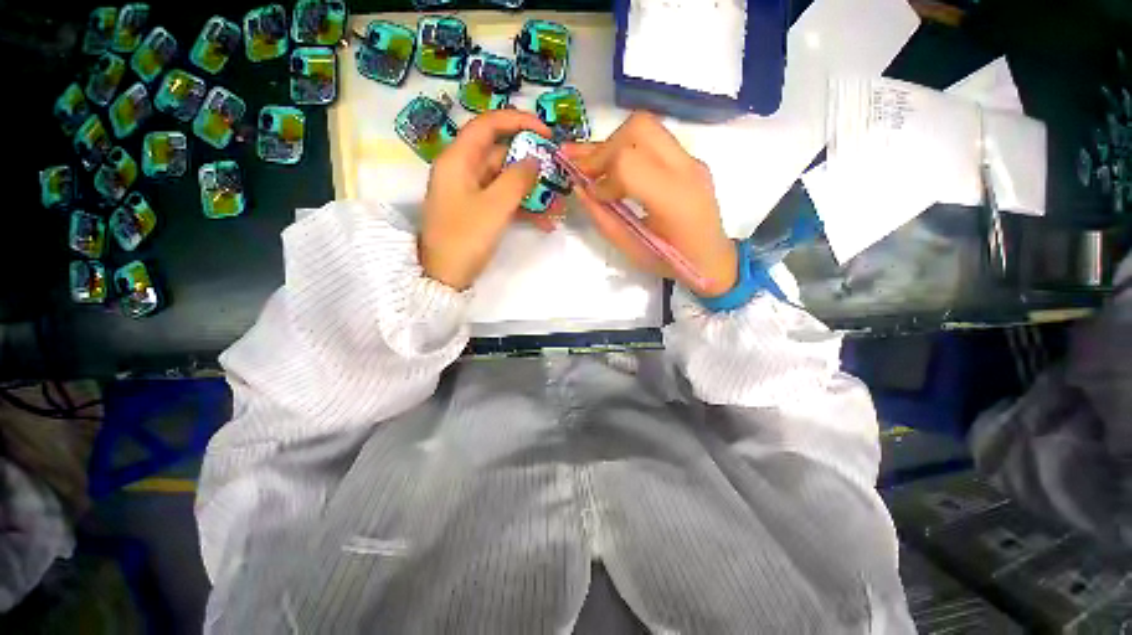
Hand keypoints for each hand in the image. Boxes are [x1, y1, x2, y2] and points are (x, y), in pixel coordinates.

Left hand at [419, 110, 553, 290]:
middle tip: (557, 170)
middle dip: (530, 162)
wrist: (445, 277)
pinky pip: (503, 200)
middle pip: (499, 154)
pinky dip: (522, 207)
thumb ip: (517, 179)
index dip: (518, 122)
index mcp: (458, 160)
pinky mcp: (477, 211)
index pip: (488, 125)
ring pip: (505, 180)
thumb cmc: (465, 238)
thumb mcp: (495, 207)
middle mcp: (463, 170)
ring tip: (557, 202)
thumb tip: (534, 159)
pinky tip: (545, 222)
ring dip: (531, 190)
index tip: (546, 133)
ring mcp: (470, 192)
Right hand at [563, 112, 737, 297]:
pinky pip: (653, 140)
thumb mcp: (631, 249)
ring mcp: (691, 160)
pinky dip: (627, 148)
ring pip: (646, 127)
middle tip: (584, 170)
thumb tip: (580, 189)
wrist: (713, 259)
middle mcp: (686, 169)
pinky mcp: (689, 159)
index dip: (601, 175)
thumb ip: (603, 218)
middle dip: (603, 148)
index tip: (592, 194)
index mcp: (674, 199)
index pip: (629, 163)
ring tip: (592, 164)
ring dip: (613, 144)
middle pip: (638, 129)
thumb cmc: (671, 262)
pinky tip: (614, 167)